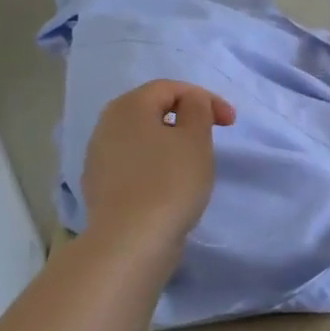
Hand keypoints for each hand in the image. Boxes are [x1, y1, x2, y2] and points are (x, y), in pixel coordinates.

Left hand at [81, 80, 235, 247]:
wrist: (130, 242)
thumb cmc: (169, 181)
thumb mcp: (196, 138)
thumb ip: (198, 108)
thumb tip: (190, 103)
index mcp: (128, 106)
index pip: (170, 88)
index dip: (205, 98)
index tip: (230, 122)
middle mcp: (106, 126)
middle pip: (152, 111)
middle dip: (186, 119)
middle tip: (211, 136)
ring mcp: (98, 159)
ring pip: (142, 139)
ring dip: (170, 143)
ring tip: (193, 163)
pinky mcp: (100, 188)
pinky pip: (134, 165)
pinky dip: (156, 166)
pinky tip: (170, 187)